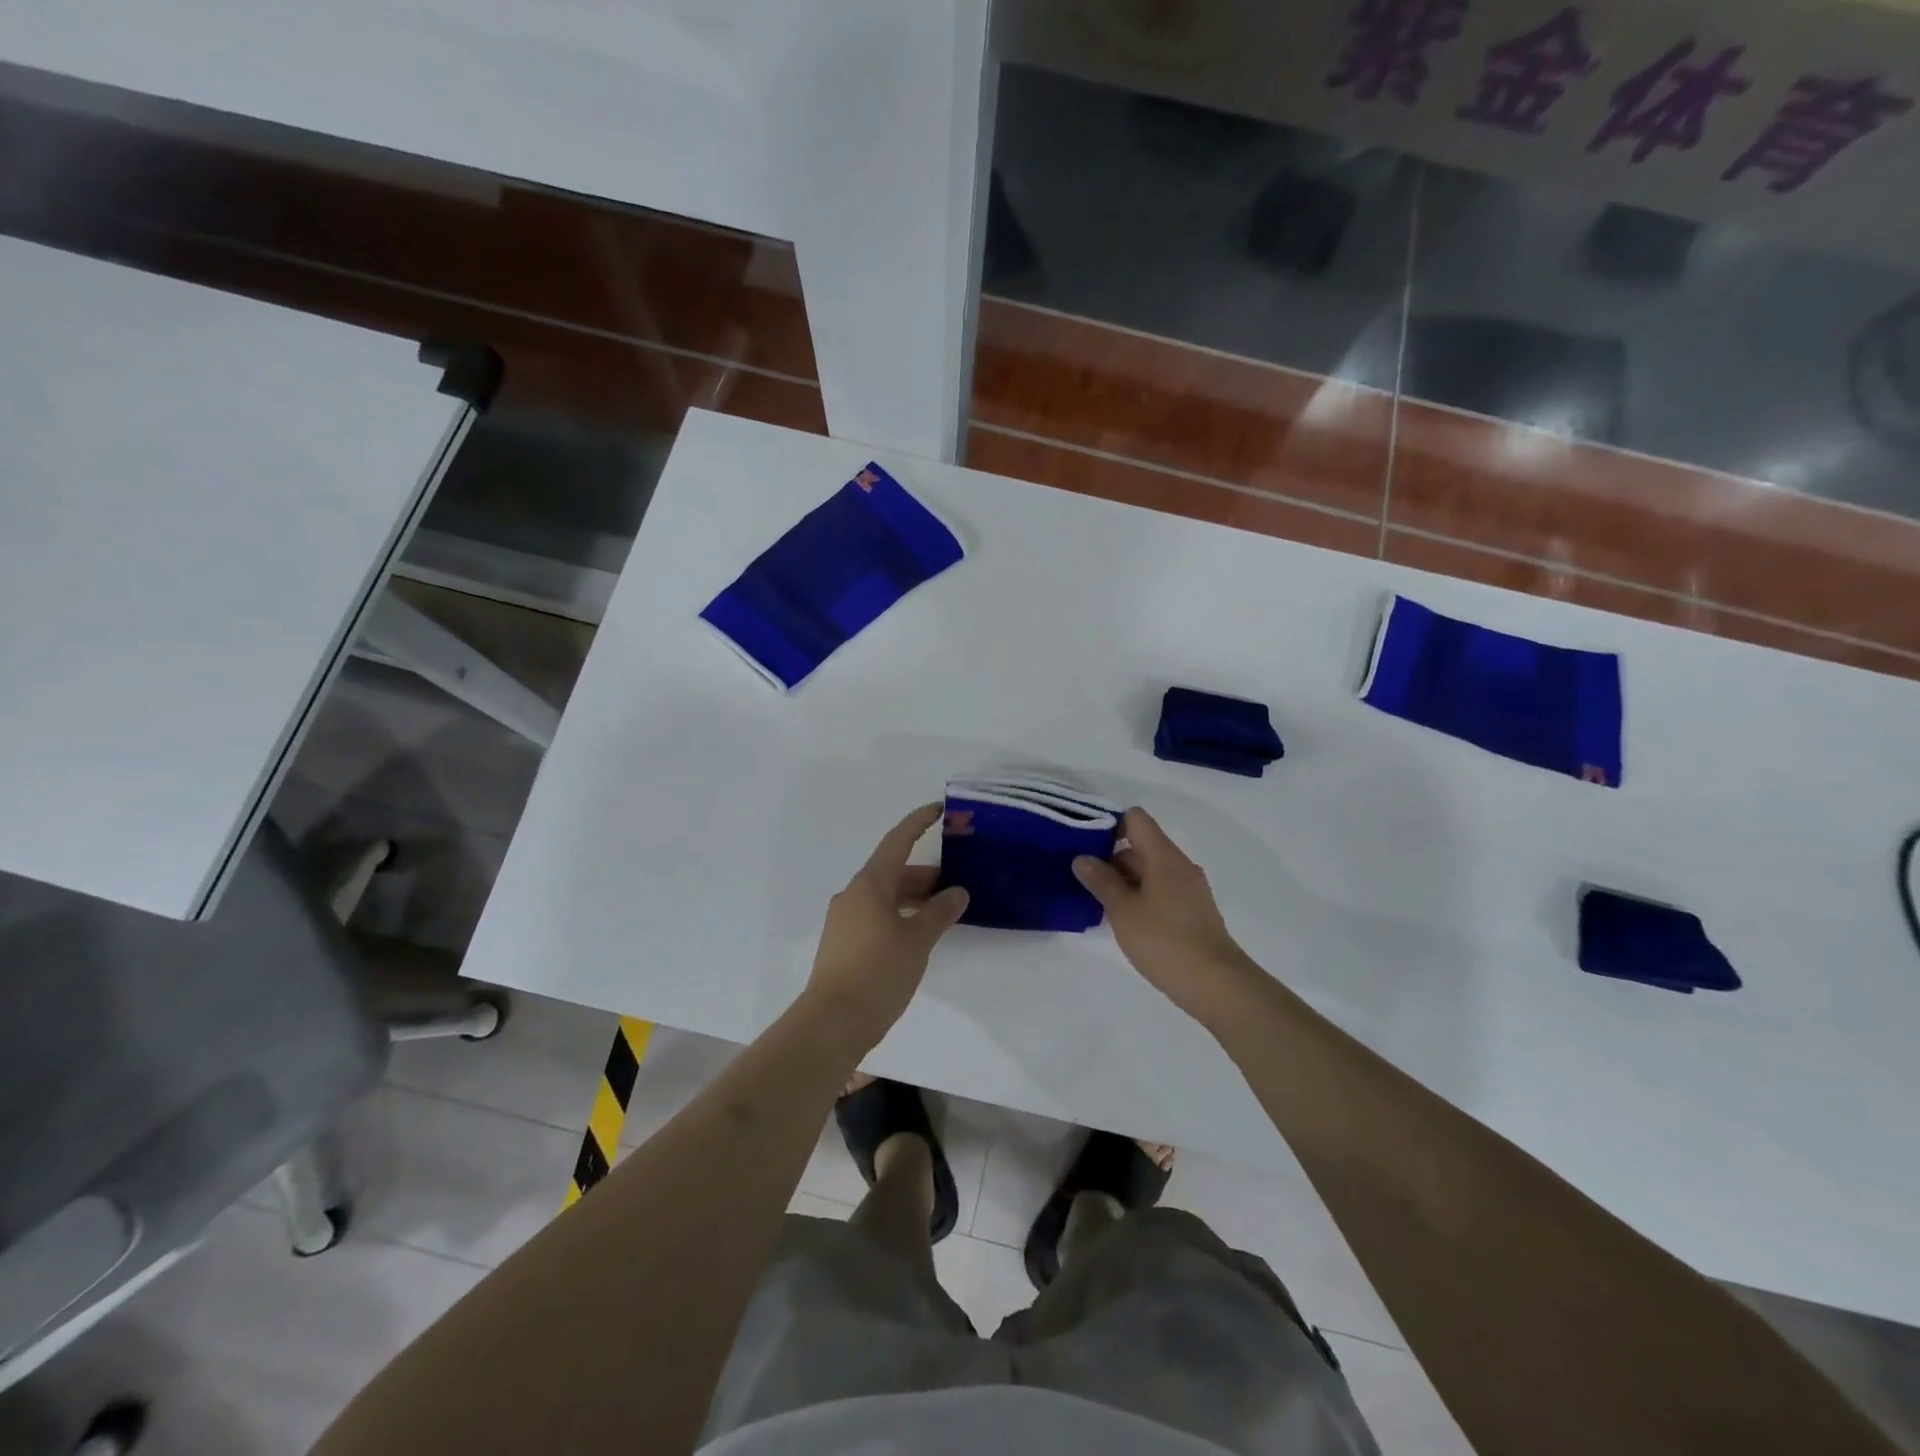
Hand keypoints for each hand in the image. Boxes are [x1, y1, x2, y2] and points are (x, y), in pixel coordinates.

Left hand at [804, 804, 968, 1048]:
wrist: (832, 1023)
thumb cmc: (878, 974)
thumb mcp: (917, 941)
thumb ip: (940, 913)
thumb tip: (957, 893)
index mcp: (870, 885)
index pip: (897, 841)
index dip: (918, 823)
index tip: (938, 810)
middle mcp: (853, 895)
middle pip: (892, 871)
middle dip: (924, 875)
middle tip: (956, 883)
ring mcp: (844, 919)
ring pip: (884, 896)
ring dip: (912, 898)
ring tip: (943, 911)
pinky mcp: (842, 942)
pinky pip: (875, 915)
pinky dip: (899, 914)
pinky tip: (917, 933)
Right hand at [1073, 807, 1261, 1028]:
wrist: (1216, 984)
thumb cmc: (1164, 941)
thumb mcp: (1123, 910)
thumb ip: (1101, 881)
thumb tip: (1082, 858)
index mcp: (1164, 856)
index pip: (1136, 819)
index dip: (1109, 824)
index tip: (1085, 844)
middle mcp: (1179, 865)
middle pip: (1141, 845)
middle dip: (1110, 857)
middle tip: (1081, 877)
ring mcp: (1189, 889)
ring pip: (1150, 870)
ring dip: (1123, 880)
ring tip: (1096, 900)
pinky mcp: (1192, 911)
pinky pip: (1160, 890)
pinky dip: (1139, 896)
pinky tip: (1122, 919)